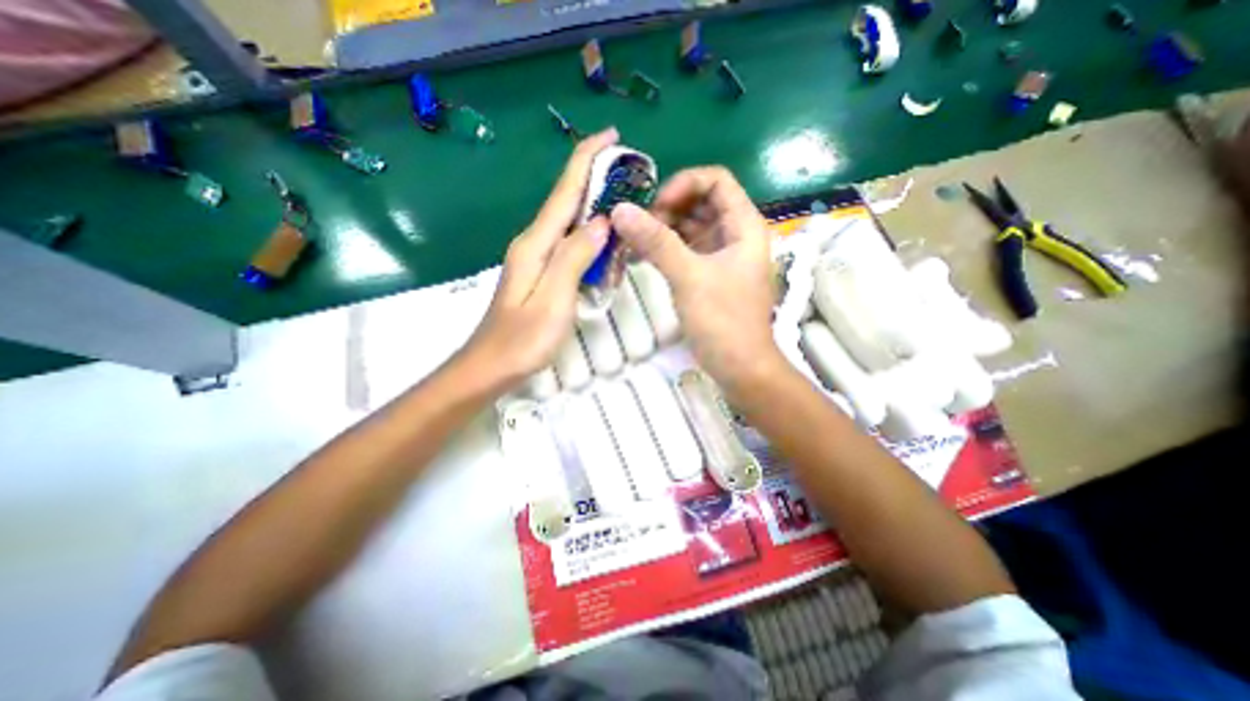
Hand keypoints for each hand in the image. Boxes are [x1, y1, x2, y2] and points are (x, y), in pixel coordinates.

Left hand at [461, 127, 615, 389]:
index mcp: (536, 244)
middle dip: (594, 179)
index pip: (564, 192)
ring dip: (594, 207)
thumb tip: (600, 222)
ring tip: (623, 200)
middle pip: (566, 202)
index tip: (611, 135)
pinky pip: (568, 245)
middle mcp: (533, 244)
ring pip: (569, 224)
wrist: (490, 367)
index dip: (586, 160)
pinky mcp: (540, 275)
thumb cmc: (522, 340)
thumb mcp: (553, 298)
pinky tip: (604, 240)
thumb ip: (574, 257)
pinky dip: (588, 235)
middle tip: (627, 169)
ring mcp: (535, 260)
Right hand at [610, 166, 778, 394]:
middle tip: (639, 228)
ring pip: (689, 227)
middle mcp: (734, 234)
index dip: (684, 184)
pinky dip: (664, 250)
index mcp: (743, 225)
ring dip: (662, 230)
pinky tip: (639, 257)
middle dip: (668, 209)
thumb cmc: (723, 320)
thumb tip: (620, 209)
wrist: (739, 366)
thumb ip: (656, 241)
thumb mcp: (689, 276)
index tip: (656, 207)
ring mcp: (721, 255)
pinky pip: (684, 250)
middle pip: (700, 202)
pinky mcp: (708, 274)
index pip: (716, 180)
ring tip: (632, 243)